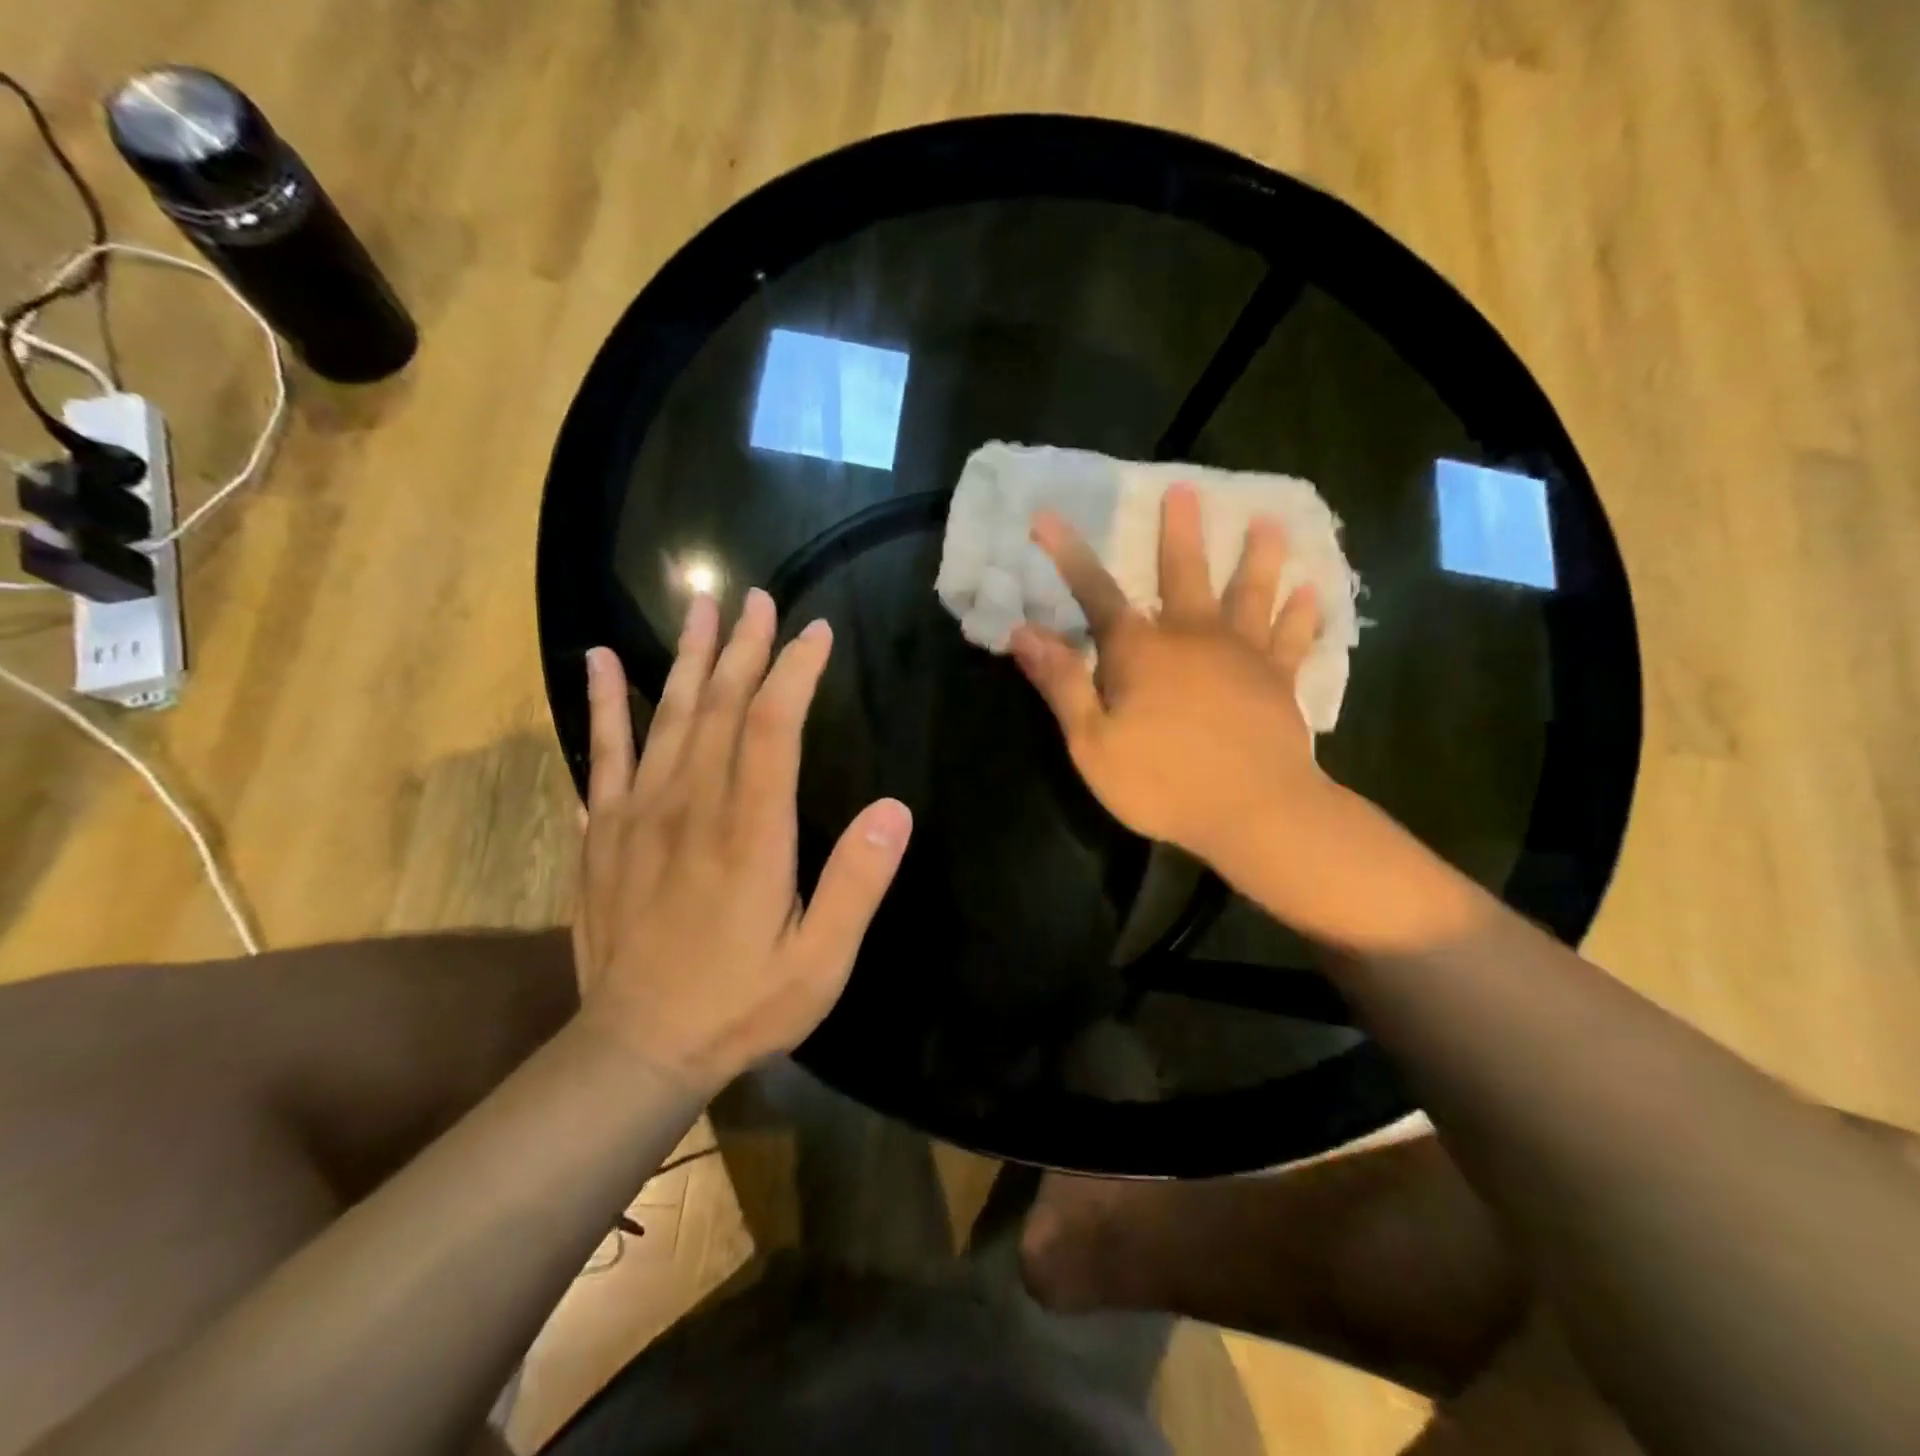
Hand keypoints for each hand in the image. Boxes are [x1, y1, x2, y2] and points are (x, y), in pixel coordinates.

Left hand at [572, 590, 911, 1093]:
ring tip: (699, 606)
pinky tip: (596, 660)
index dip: (795, 671)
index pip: (774, 726)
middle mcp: (692, 806)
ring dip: (687, 656)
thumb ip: (857, 883)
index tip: (815, 634)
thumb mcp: (820, 961)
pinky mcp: (605, 831)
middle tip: (757, 598)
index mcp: (750, 832)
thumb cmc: (742, 1003)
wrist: (636, 1048)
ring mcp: (639, 814)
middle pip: (719, 705)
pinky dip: (601, 702)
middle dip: (743, 646)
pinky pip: (602, 751)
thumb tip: (895, 809)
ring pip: (667, 715)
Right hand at [1009, 482, 1330, 872]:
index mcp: (1140, 651)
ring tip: (1268, 523)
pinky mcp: (1279, 681)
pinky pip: (1293, 638)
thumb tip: (1024, 633)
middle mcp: (1193, 636)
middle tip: (1185, 488)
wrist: (1254, 812)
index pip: (1095, 592)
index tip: (1048, 516)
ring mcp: (1243, 655)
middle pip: (1184, 573)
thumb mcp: (1093, 742)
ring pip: (1250, 593)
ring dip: (1258, 557)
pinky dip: (1301, 614)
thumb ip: (1061, 684)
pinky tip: (1311, 591)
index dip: (1068, 554)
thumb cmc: (1163, 782)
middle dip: (1179, 532)